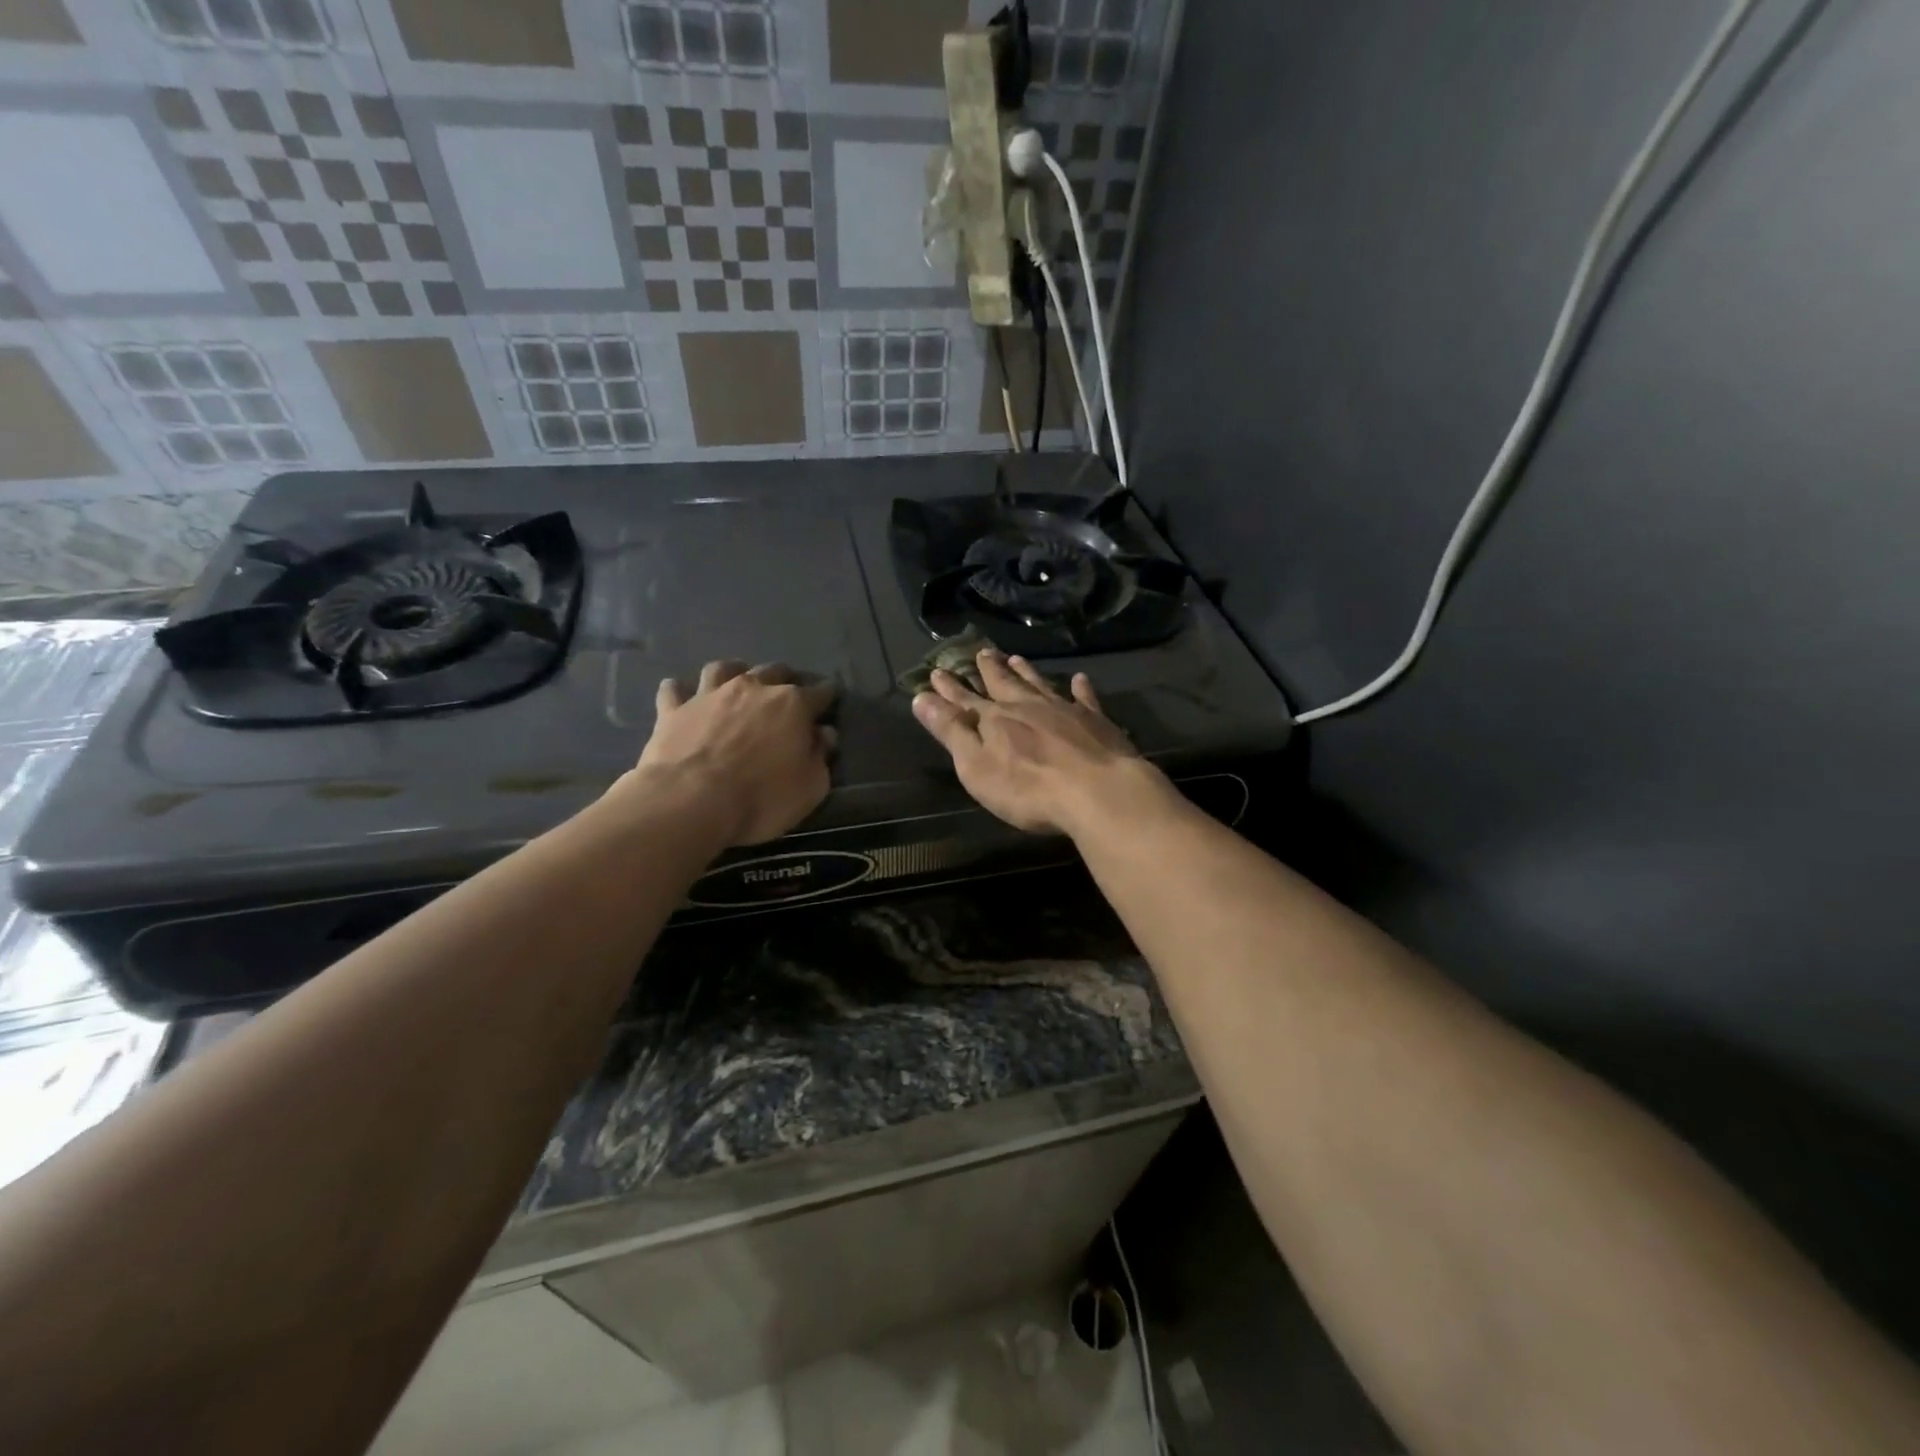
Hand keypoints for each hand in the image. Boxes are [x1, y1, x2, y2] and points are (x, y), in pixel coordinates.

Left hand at [622, 661, 836, 845]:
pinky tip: (681, 696)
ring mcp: (710, 695)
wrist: (690, 802)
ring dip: (733, 673)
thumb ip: (820, 757)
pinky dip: (680, 691)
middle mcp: (753, 689)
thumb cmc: (761, 798)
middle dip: (784, 679)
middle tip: (786, 694)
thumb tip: (823, 734)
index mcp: (792, 705)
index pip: (820, 693)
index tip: (830, 702)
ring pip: (723, 669)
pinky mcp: (673, 710)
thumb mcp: (810, 788)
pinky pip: (674, 690)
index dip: (827, 697)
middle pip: (774, 671)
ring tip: (736, 684)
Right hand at [911, 648, 1150, 836]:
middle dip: (989, 670)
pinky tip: (1080, 679)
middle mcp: (1028, 706)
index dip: (949, 688)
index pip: (965, 700)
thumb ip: (951, 731)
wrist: (1097, 791)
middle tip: (981, 652)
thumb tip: (922, 698)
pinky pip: (1085, 698)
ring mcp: (1064, 710)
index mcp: (995, 720)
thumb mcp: (976, 765)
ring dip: (1026, 672)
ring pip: (1040, 684)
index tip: (937, 671)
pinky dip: (1080, 688)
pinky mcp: (1095, 721)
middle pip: (1004, 684)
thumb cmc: (1027, 788)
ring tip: (1015, 658)